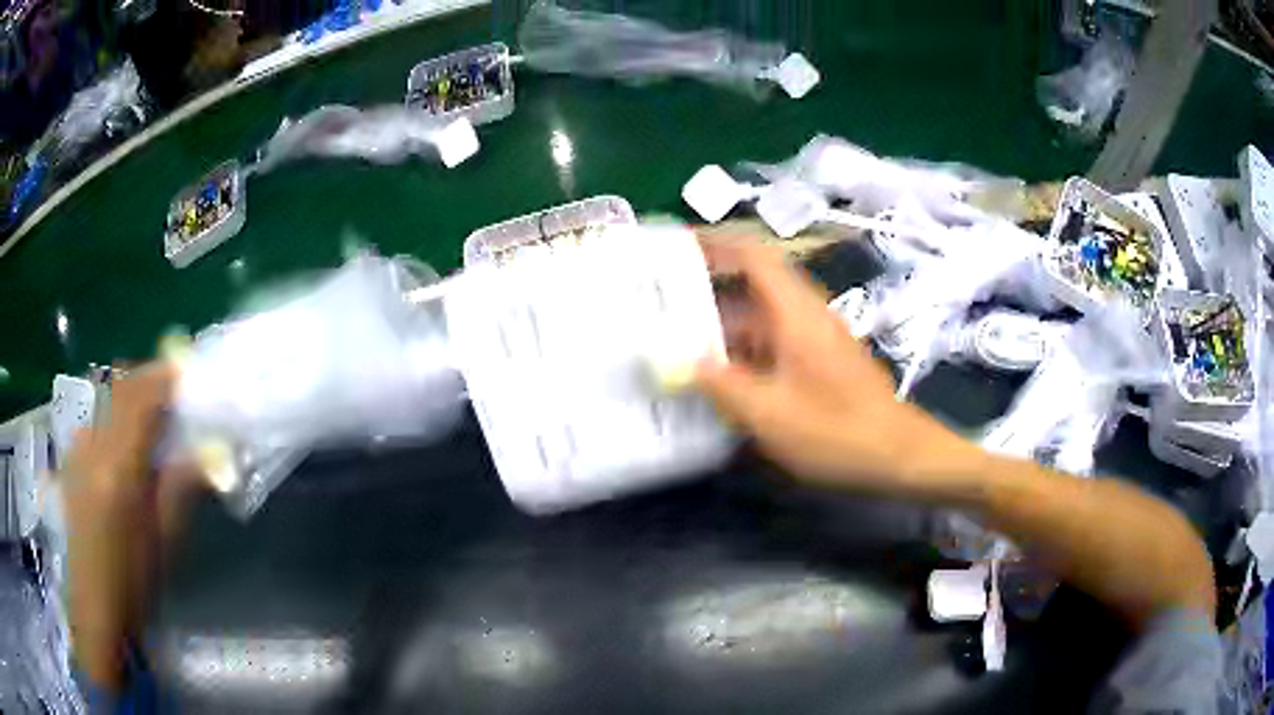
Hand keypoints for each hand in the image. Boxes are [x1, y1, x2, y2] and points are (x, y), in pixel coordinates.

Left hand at [62, 364, 203, 688]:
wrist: (95, 605)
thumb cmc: (135, 581)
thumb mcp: (166, 540)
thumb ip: (182, 486)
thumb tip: (208, 451)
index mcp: (120, 467)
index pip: (141, 398)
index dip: (165, 377)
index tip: (189, 370)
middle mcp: (94, 444)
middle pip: (121, 387)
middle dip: (148, 379)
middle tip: (173, 390)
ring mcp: (78, 448)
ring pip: (106, 398)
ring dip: (131, 395)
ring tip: (150, 415)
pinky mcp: (71, 458)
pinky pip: (95, 417)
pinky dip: (114, 413)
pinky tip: (123, 441)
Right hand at [696, 241, 974, 494]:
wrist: (899, 456)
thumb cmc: (837, 431)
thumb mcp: (770, 414)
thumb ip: (721, 384)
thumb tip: (681, 361)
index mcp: (795, 312)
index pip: (753, 255)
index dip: (714, 244)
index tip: (674, 248)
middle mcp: (805, 315)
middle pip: (752, 286)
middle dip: (706, 290)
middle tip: (659, 302)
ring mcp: (815, 338)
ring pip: (761, 318)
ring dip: (723, 326)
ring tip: (677, 341)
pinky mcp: (820, 362)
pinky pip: (773, 343)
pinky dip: (743, 352)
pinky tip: (720, 379)